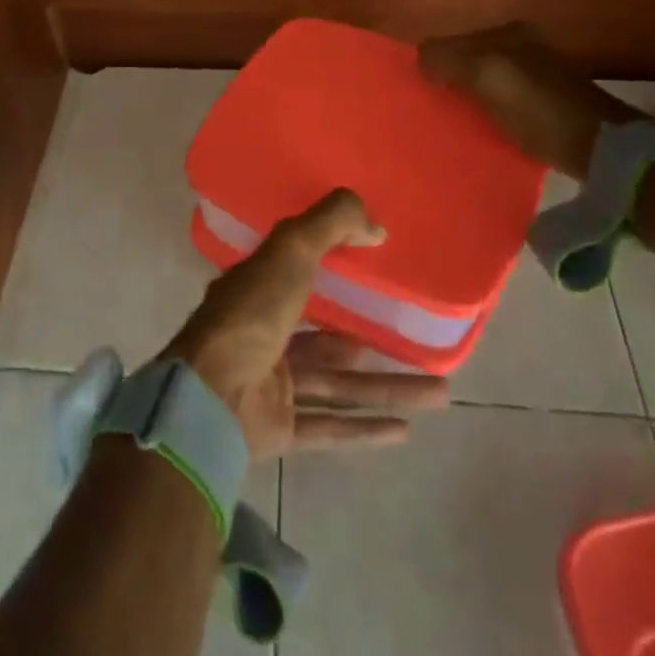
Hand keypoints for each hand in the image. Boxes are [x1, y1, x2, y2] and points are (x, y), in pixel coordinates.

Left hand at [160, 189, 449, 460]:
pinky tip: (406, 431)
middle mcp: (264, 335)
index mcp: (259, 291)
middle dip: (373, 339)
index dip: (334, 269)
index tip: (375, 269)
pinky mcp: (280, 428)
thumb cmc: (252, 312)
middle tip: (417, 340)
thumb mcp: (291, 250)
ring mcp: (271, 384)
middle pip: (327, 338)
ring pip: (338, 384)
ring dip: (386, 389)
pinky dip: (365, 428)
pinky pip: (330, 426)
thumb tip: (377, 225)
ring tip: (441, 392)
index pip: (298, 274)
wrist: (213, 396)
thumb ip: (331, 224)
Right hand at [418, 21, 639, 178]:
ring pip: (481, 81)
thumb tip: (420, 57)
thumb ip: (449, 59)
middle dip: (447, 80)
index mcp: (508, 33)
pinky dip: (484, 112)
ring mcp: (534, 75)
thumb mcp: (488, 76)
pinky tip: (479, 130)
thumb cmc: (540, 110)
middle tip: (431, 109)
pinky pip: (498, 102)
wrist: (600, 149)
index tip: (420, 93)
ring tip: (450, 122)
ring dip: (464, 98)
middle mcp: (522, 47)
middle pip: (466, 60)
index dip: (431, 64)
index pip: (450, 41)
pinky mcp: (543, 104)